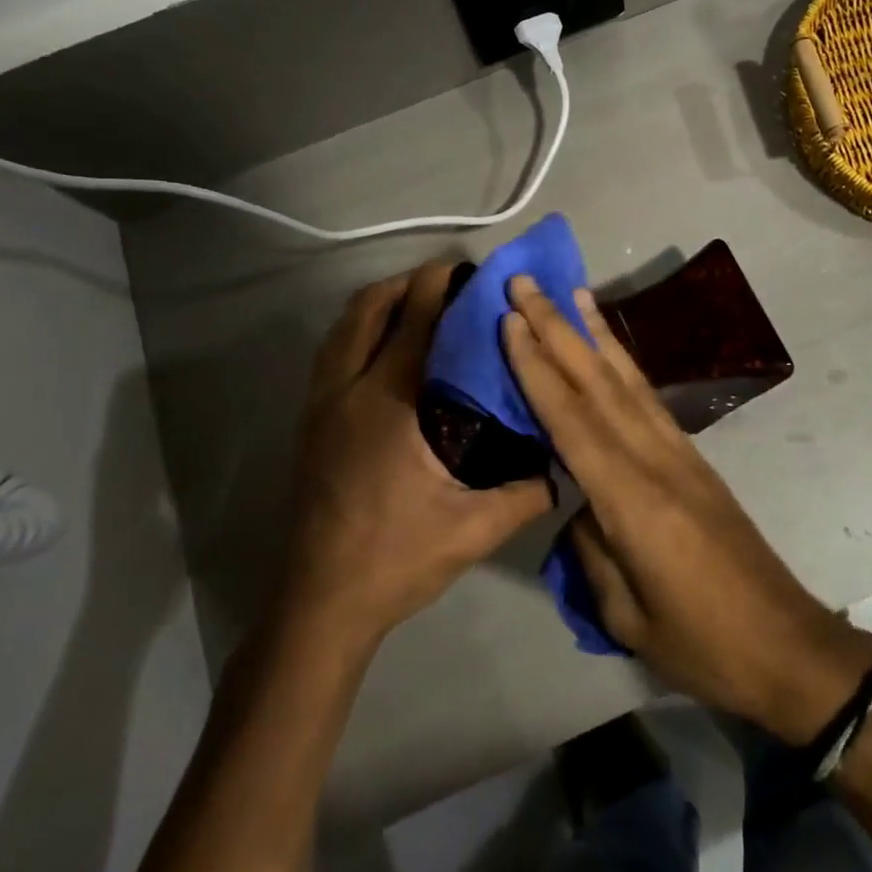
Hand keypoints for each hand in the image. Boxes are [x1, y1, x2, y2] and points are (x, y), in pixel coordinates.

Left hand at [276, 263, 554, 647]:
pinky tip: (383, 350)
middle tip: (445, 282)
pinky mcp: (308, 424)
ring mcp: (319, 406)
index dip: (437, 287)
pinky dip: (356, 332)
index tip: (464, 268)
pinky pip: (330, 354)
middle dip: (404, 284)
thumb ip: (525, 495)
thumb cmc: (396, 558)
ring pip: (340, 330)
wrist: (320, 603)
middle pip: (367, 310)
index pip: (414, 323)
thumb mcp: (473, 530)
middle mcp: (346, 392)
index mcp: (388, 404)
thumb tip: (564, 468)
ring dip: (376, 305)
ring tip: (415, 304)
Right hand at [503, 275, 871, 743]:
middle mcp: (656, 459)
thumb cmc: (701, 644)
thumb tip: (577, 502)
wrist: (784, 644)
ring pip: (628, 381)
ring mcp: (681, 453)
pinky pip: (649, 400)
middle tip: (526, 283)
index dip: (537, 367)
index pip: (571, 419)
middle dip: (558, 329)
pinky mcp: (694, 459)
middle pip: (598, 383)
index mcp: (632, 500)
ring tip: (572, 293)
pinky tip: (610, 350)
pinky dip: (624, 365)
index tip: (509, 320)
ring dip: (595, 333)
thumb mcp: (626, 614)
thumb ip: (592, 547)